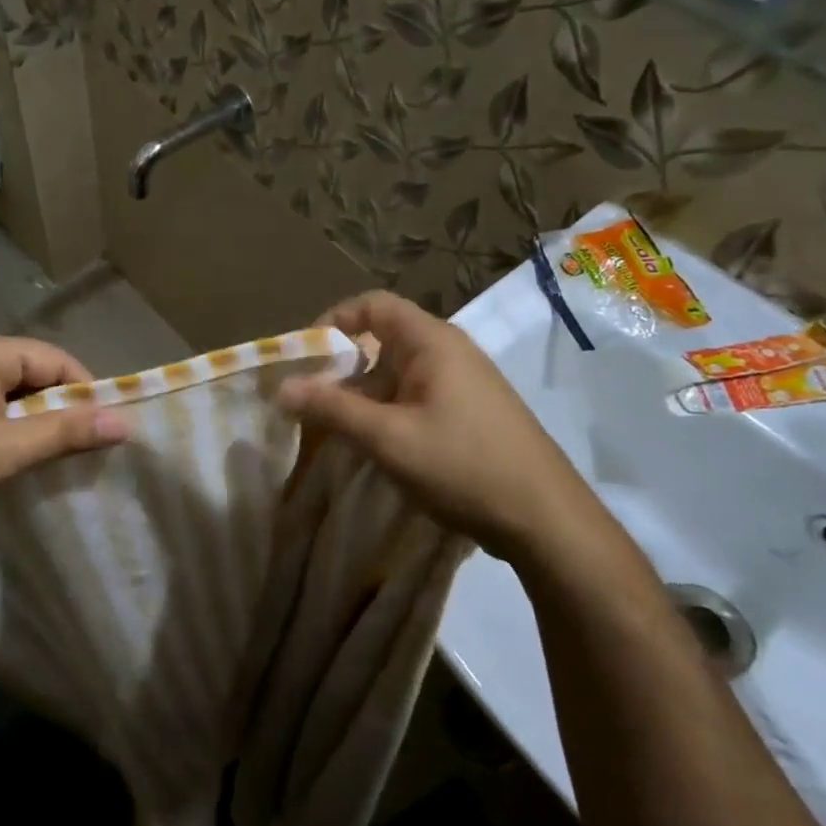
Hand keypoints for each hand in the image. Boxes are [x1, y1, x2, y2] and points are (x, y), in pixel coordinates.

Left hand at [0, 331, 129, 551]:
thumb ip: (67, 432)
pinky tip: (22, 458)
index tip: (107, 430)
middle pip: (36, 374)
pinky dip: (14, 430)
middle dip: (62, 409)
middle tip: (85, 449)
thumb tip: (125, 422)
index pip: (55, 359)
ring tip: (58, 458)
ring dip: (39, 423)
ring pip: (17, 394)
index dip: (85, 392)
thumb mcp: (8, 451)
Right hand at [276, 291, 602, 563]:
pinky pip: (414, 396)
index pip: (372, 305)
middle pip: (382, 339)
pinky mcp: (469, 412)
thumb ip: (331, 409)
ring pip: (396, 373)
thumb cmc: (463, 465)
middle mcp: (449, 352)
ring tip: (333, 427)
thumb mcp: (387, 438)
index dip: (333, 321)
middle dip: (341, 366)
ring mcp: (463, 383)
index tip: (304, 356)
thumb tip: (280, 387)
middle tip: (309, 398)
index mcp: (432, 342)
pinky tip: (373, 444)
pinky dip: (385, 410)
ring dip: (361, 394)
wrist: (546, 520)